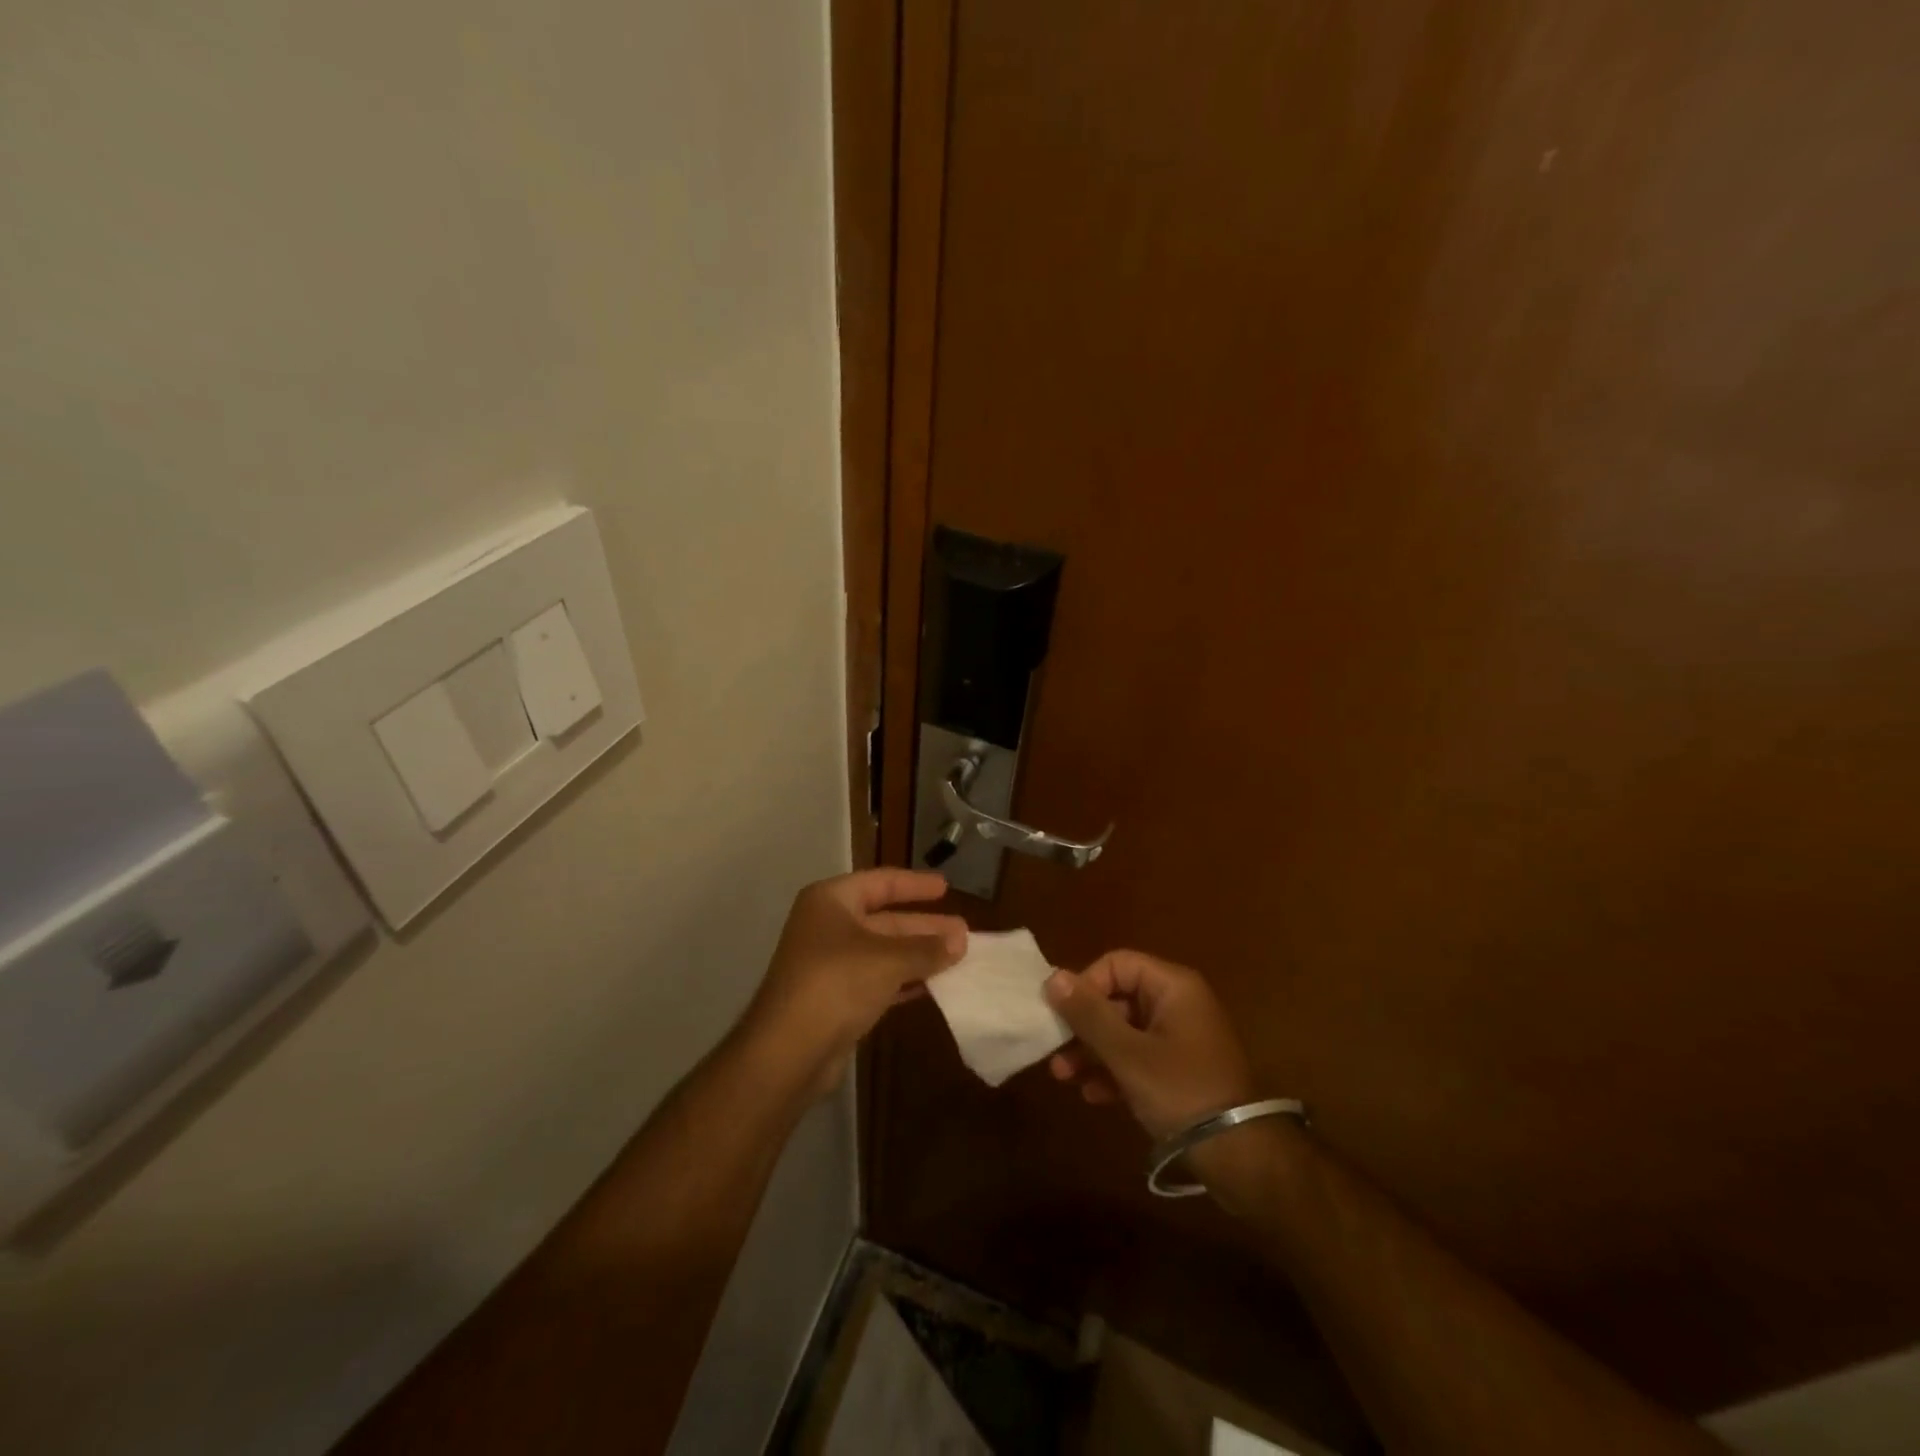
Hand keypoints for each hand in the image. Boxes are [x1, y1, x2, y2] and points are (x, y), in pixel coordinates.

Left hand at [746, 869, 966, 1097]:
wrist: (788, 1051)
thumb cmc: (836, 983)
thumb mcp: (888, 960)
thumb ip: (926, 948)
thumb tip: (960, 940)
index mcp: (831, 901)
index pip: (880, 882)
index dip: (914, 885)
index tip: (945, 887)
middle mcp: (827, 926)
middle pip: (884, 919)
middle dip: (924, 926)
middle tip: (963, 931)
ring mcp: (829, 964)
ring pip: (883, 952)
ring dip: (918, 955)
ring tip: (958, 957)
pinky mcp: (835, 998)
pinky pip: (877, 980)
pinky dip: (904, 980)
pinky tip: (933, 985)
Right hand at [1044, 951, 1257, 1140]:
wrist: (1240, 1157)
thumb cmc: (1181, 1091)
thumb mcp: (1128, 1053)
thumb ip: (1089, 1014)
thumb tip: (1053, 977)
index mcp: (1173, 986)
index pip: (1116, 964)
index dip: (1085, 985)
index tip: (1063, 1016)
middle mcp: (1178, 1004)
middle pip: (1118, 998)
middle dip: (1083, 1026)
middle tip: (1054, 1051)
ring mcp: (1181, 1039)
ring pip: (1124, 1031)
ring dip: (1092, 1051)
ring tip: (1064, 1077)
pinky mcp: (1180, 1071)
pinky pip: (1138, 1057)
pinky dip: (1114, 1071)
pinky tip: (1093, 1095)